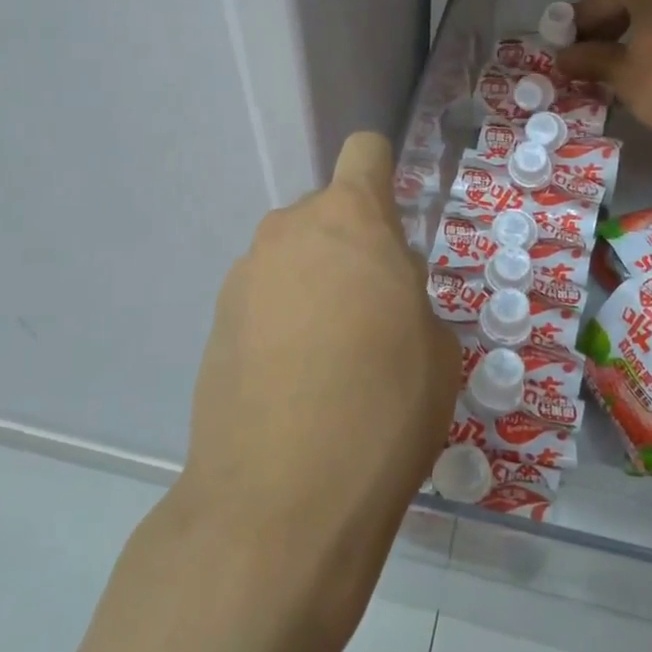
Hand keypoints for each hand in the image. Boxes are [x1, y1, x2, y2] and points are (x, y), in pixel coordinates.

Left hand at [175, 132, 458, 627]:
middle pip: (327, 213)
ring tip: (332, 360)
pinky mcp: (215, 324)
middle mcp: (288, 231)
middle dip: (352, 246)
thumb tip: (381, 292)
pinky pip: (264, 299)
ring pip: (293, 258)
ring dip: (316, 286)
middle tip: (374, 315)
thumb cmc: (385, 409)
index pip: (365, 152)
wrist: (282, 499)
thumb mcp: (436, 347)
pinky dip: (284, 321)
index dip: (385, 176)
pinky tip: (296, 383)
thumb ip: (410, 295)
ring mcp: (242, 277)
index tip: (397, 227)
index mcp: (351, 220)